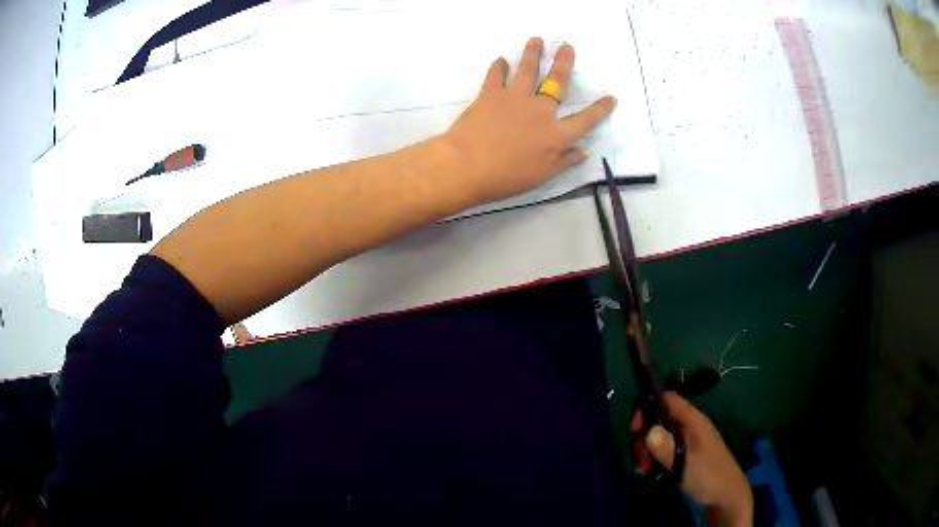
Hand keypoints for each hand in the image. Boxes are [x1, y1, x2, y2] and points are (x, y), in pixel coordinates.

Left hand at [439, 37, 616, 205]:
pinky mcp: (491, 93)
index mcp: (556, 134)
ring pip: (528, 69)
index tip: (611, 98)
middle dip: (564, 62)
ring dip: (533, 53)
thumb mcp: (542, 176)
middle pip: (558, 81)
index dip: (600, 109)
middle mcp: (540, 110)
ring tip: (537, 40)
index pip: (585, 120)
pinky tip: (501, 60)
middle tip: (567, 46)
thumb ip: (564, 161)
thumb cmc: (506, 177)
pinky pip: (496, 75)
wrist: (468, 165)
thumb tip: (583, 151)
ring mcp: (515, 98)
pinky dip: (499, 66)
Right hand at [632, 393, 753, 526]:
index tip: (635, 430)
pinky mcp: (683, 455)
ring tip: (644, 469)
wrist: (726, 495)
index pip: (667, 399)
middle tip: (640, 458)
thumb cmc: (708, 475)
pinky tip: (648, 472)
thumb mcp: (685, 463)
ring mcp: (686, 441)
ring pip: (658, 436)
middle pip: (659, 418)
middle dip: (644, 436)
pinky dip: (653, 458)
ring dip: (647, 450)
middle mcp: (688, 426)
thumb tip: (647, 430)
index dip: (649, 407)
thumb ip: (666, 447)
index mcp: (693, 420)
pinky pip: (663, 449)